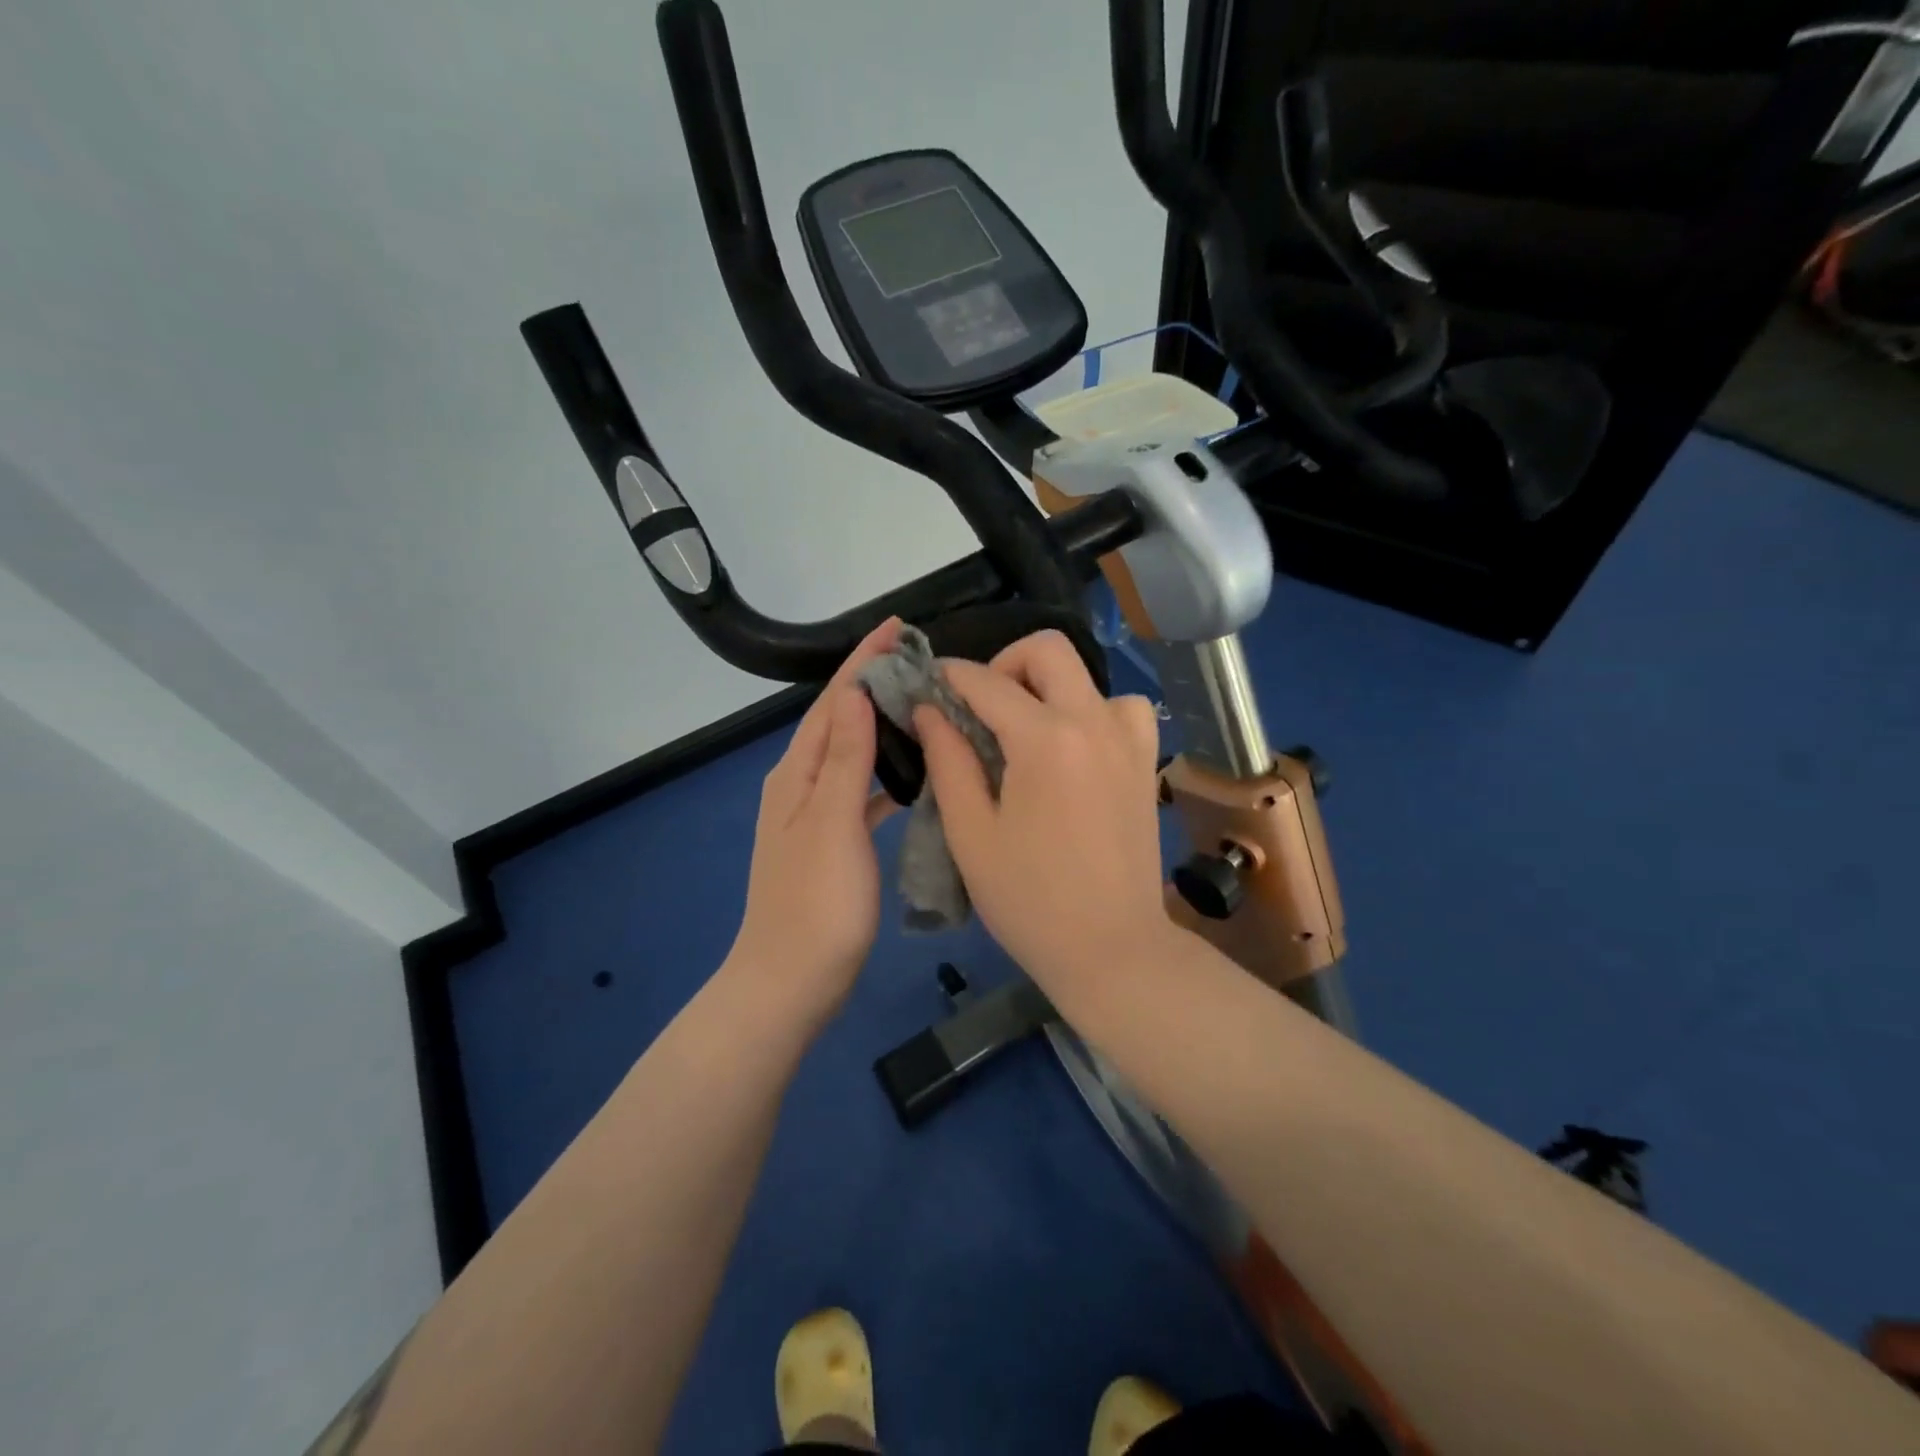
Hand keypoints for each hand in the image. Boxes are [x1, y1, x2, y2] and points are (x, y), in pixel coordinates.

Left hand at [727, 619, 900, 1021]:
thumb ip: (846, 760)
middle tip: (922, 662)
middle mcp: (801, 785)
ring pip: (853, 754)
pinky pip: (861, 791)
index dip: (863, 662)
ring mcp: (815, 815)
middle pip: (840, 721)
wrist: (789, 983)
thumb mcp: (833, 826)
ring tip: (923, 706)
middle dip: (874, 685)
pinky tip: (912, 775)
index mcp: (798, 774)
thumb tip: (856, 694)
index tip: (898, 627)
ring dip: (882, 726)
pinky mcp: (832, 842)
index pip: (834, 701)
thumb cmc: (816, 905)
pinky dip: (884, 773)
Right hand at [915, 630, 1171, 992]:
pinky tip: (1074, 746)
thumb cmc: (1029, 900)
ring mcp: (1128, 740)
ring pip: (1089, 676)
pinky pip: (1124, 709)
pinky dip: (1094, 710)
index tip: (927, 685)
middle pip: (1047, 650)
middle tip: (978, 707)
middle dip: (1003, 663)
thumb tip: (929, 709)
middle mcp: (1093, 722)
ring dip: (1050, 686)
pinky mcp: (1145, 763)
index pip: (986, 682)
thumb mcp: (971, 833)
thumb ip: (948, 760)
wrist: (1111, 949)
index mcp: (1045, 739)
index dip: (949, 676)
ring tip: (1026, 729)